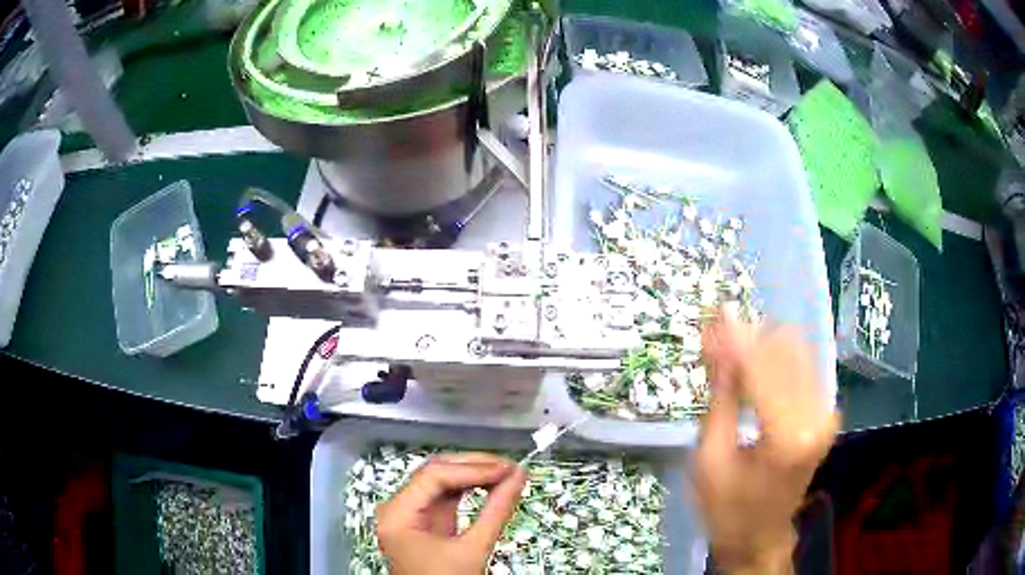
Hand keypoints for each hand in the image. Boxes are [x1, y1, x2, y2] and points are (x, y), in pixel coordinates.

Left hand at [377, 452, 526, 574]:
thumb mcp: (474, 549)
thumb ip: (497, 511)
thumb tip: (519, 476)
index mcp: (397, 515)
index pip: (434, 476)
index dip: (473, 468)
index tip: (508, 468)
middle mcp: (395, 508)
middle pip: (434, 472)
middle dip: (473, 467)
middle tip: (509, 466)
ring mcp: (406, 513)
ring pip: (439, 481)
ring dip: (472, 475)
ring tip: (504, 473)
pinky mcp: (420, 520)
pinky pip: (443, 496)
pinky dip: (467, 489)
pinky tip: (489, 485)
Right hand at [696, 314, 838, 573]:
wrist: (760, 535)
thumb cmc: (727, 507)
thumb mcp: (710, 456)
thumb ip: (721, 393)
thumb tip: (718, 339)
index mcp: (788, 437)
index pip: (762, 367)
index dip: (736, 337)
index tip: (712, 313)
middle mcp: (817, 417)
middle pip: (785, 349)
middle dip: (749, 336)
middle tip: (715, 333)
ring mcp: (826, 413)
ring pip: (797, 351)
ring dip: (762, 343)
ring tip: (729, 348)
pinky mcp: (826, 412)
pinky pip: (802, 366)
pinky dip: (775, 358)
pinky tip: (750, 364)